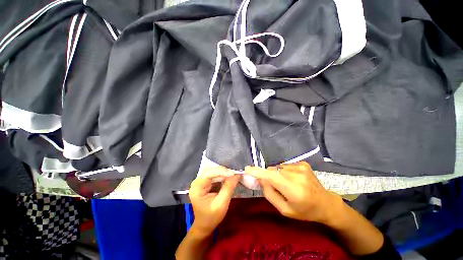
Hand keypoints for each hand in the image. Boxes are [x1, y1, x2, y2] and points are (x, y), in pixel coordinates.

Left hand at [189, 167, 240, 234]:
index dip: (221, 172)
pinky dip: (222, 175)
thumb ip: (228, 188)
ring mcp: (200, 181)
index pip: (209, 174)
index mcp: (197, 188)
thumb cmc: (211, 217)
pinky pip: (213, 174)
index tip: (233, 173)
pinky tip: (228, 177)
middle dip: (223, 171)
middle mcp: (196, 182)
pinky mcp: (204, 182)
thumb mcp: (221, 204)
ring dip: (223, 172)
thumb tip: (237, 175)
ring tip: (232, 175)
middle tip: (234, 174)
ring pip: (212, 171)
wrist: (204, 225)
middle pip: (210, 170)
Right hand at [245, 161, 342, 224]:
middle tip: (274, 185)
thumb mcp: (285, 210)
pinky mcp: (303, 163)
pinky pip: (285, 165)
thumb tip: (261, 180)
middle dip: (269, 176)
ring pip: (278, 167)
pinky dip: (284, 171)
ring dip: (277, 174)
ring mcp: (301, 167)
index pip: (272, 177)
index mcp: (294, 191)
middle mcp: (297, 176)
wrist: (325, 203)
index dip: (258, 172)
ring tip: (286, 183)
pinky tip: (292, 179)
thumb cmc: (305, 211)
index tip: (247, 169)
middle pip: (273, 170)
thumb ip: (270, 194)